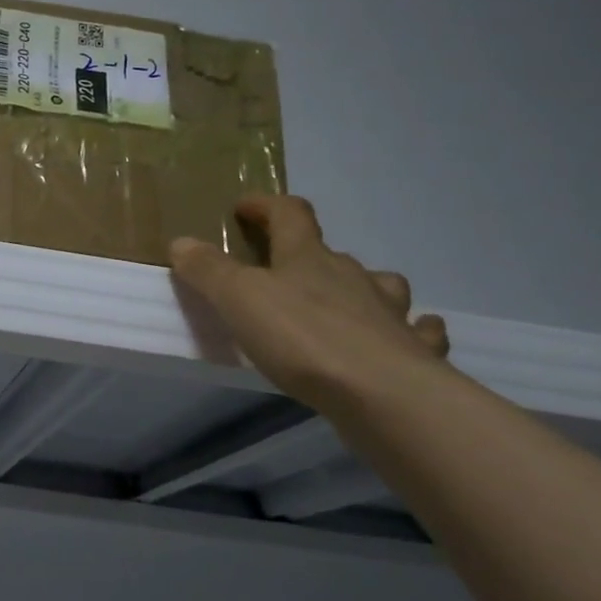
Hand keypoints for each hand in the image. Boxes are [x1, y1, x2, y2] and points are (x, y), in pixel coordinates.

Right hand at [169, 197, 450, 413]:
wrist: (383, 394)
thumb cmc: (302, 337)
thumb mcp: (238, 299)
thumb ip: (208, 270)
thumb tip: (181, 242)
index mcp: (307, 258)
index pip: (289, 214)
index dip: (266, 206)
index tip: (244, 208)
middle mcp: (351, 276)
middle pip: (331, 252)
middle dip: (309, 255)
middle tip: (286, 272)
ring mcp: (389, 313)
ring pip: (381, 286)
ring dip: (365, 288)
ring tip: (349, 303)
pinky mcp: (414, 352)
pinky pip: (419, 332)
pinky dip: (413, 331)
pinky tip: (408, 338)